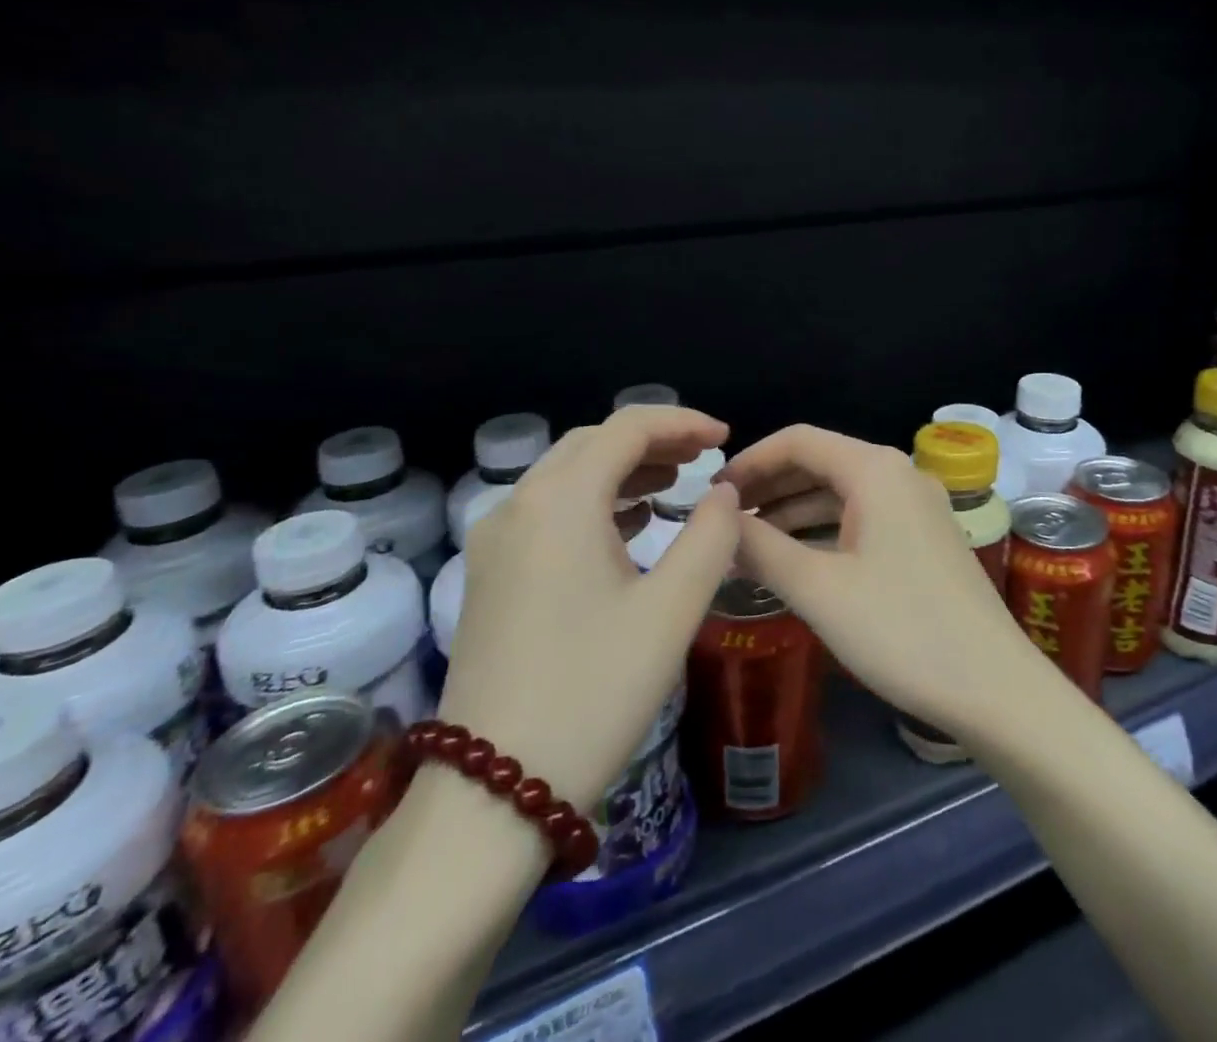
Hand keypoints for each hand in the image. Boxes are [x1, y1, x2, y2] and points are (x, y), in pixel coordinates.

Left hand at [440, 405, 739, 811]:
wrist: (492, 794)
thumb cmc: (594, 692)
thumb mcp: (672, 610)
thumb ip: (711, 536)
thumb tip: (723, 493)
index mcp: (560, 502)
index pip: (626, 428)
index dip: (681, 422)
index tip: (725, 436)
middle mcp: (518, 506)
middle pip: (592, 443)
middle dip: (652, 440)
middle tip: (703, 456)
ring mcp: (496, 542)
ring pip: (567, 475)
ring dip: (622, 468)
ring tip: (675, 481)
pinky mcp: (491, 575)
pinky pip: (548, 510)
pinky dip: (594, 501)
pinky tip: (630, 524)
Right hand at [721, 424, 1038, 742]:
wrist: (995, 687)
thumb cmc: (901, 630)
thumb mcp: (819, 589)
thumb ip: (761, 547)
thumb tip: (718, 517)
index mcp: (875, 469)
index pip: (798, 440)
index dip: (750, 461)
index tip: (711, 494)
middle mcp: (899, 474)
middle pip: (820, 462)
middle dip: (769, 486)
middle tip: (723, 520)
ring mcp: (917, 506)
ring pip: (841, 493)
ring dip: (793, 511)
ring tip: (747, 542)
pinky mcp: (925, 538)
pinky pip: (862, 518)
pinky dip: (824, 531)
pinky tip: (796, 560)